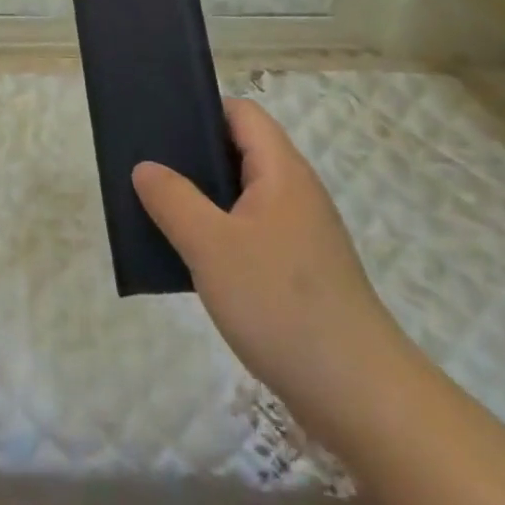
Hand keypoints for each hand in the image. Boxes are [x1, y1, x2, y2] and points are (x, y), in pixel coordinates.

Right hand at [132, 98, 415, 445]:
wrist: (359, 395)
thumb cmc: (281, 304)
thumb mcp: (211, 246)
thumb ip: (173, 199)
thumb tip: (145, 167)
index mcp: (282, 171)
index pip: (242, 113)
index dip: (201, 110)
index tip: (159, 126)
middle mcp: (296, 193)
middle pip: (241, 152)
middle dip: (194, 156)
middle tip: (148, 169)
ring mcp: (302, 234)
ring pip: (244, 197)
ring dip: (205, 200)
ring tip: (160, 211)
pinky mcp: (301, 272)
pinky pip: (252, 233)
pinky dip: (221, 235)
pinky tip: (194, 260)